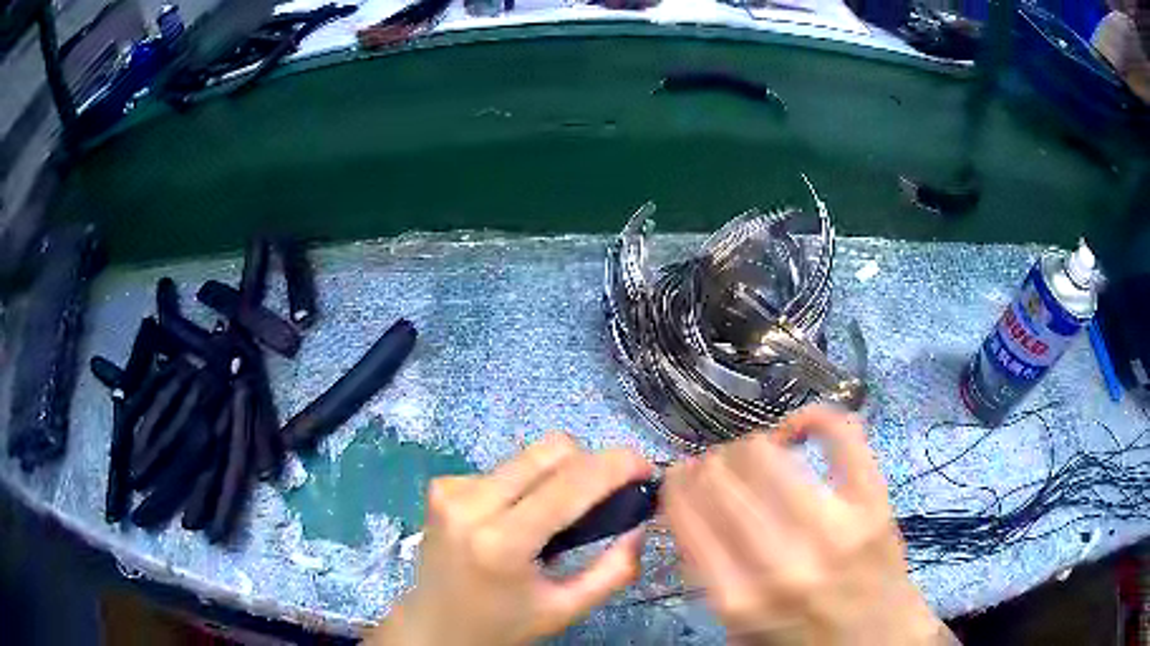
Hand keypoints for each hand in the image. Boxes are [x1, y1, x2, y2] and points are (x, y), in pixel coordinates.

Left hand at [369, 433, 652, 645]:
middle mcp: (470, 503)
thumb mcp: (565, 609)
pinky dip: (525, 484)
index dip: (617, 465)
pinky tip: (519, 516)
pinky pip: (504, 467)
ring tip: (559, 513)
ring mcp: (450, 489)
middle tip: (605, 495)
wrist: (434, 626)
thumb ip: (614, 570)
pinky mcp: (441, 485)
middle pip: (551, 450)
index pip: (571, 482)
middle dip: (590, 464)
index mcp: (502, 542)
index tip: (645, 468)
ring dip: (557, 474)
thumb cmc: (502, 625)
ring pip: (529, 455)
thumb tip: (639, 524)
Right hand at [663, 405, 949, 645]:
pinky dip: (814, 418)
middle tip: (716, 469)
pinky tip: (799, 429)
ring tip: (755, 456)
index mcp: (738, 598)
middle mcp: (781, 563)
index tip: (678, 477)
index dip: (676, 485)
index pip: (686, 514)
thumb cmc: (805, 641)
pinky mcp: (874, 503)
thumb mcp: (739, 631)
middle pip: (722, 478)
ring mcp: (833, 529)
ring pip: (767, 453)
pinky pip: (841, 434)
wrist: (879, 644)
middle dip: (709, 465)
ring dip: (750, 446)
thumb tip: (688, 513)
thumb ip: (709, 577)